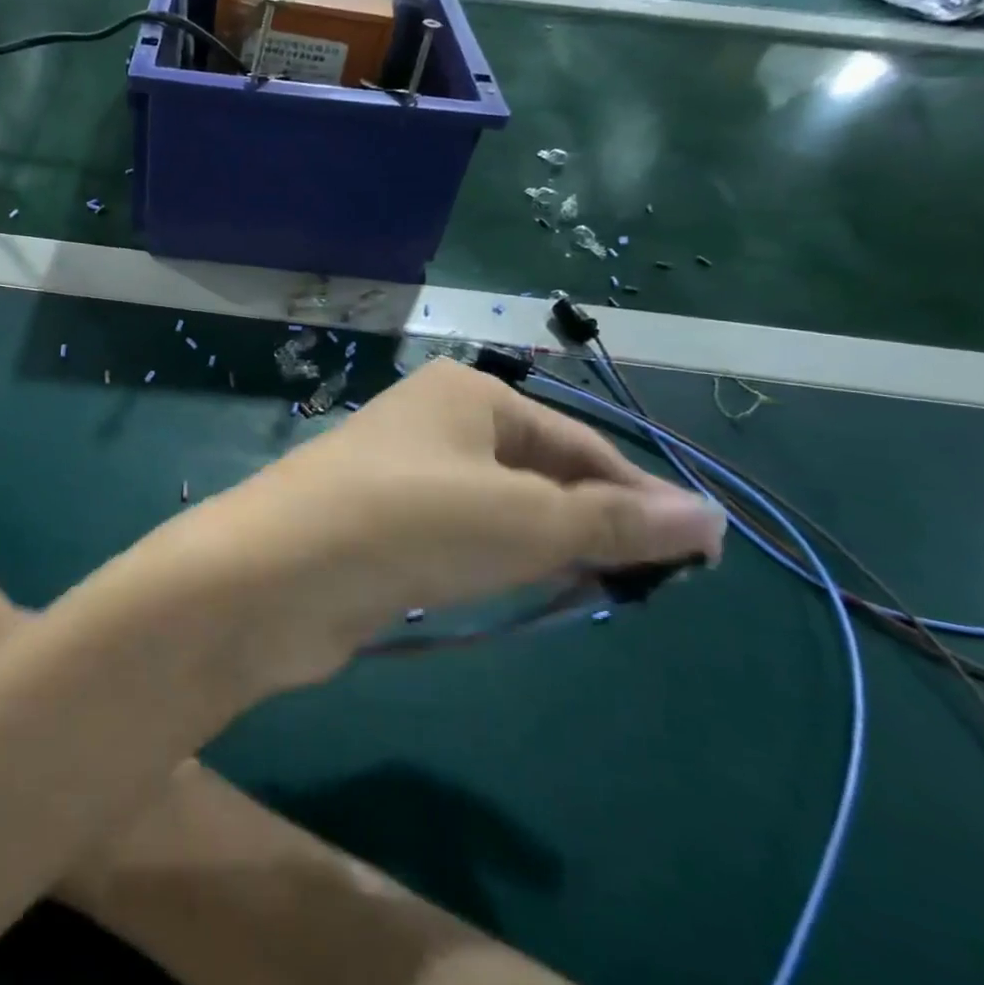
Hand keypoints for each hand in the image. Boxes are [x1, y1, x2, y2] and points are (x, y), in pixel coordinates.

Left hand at [140, 358, 724, 687]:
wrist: (274, 576)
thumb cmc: (408, 524)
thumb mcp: (523, 520)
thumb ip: (612, 521)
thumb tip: (709, 519)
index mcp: (466, 395)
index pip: (575, 442)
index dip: (635, 496)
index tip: (695, 556)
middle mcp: (432, 424)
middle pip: (536, 471)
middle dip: (589, 521)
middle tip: (646, 583)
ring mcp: (401, 475)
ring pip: (498, 508)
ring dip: (545, 545)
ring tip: (596, 589)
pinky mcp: (380, 527)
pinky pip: (458, 537)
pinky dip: (496, 561)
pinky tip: (520, 589)